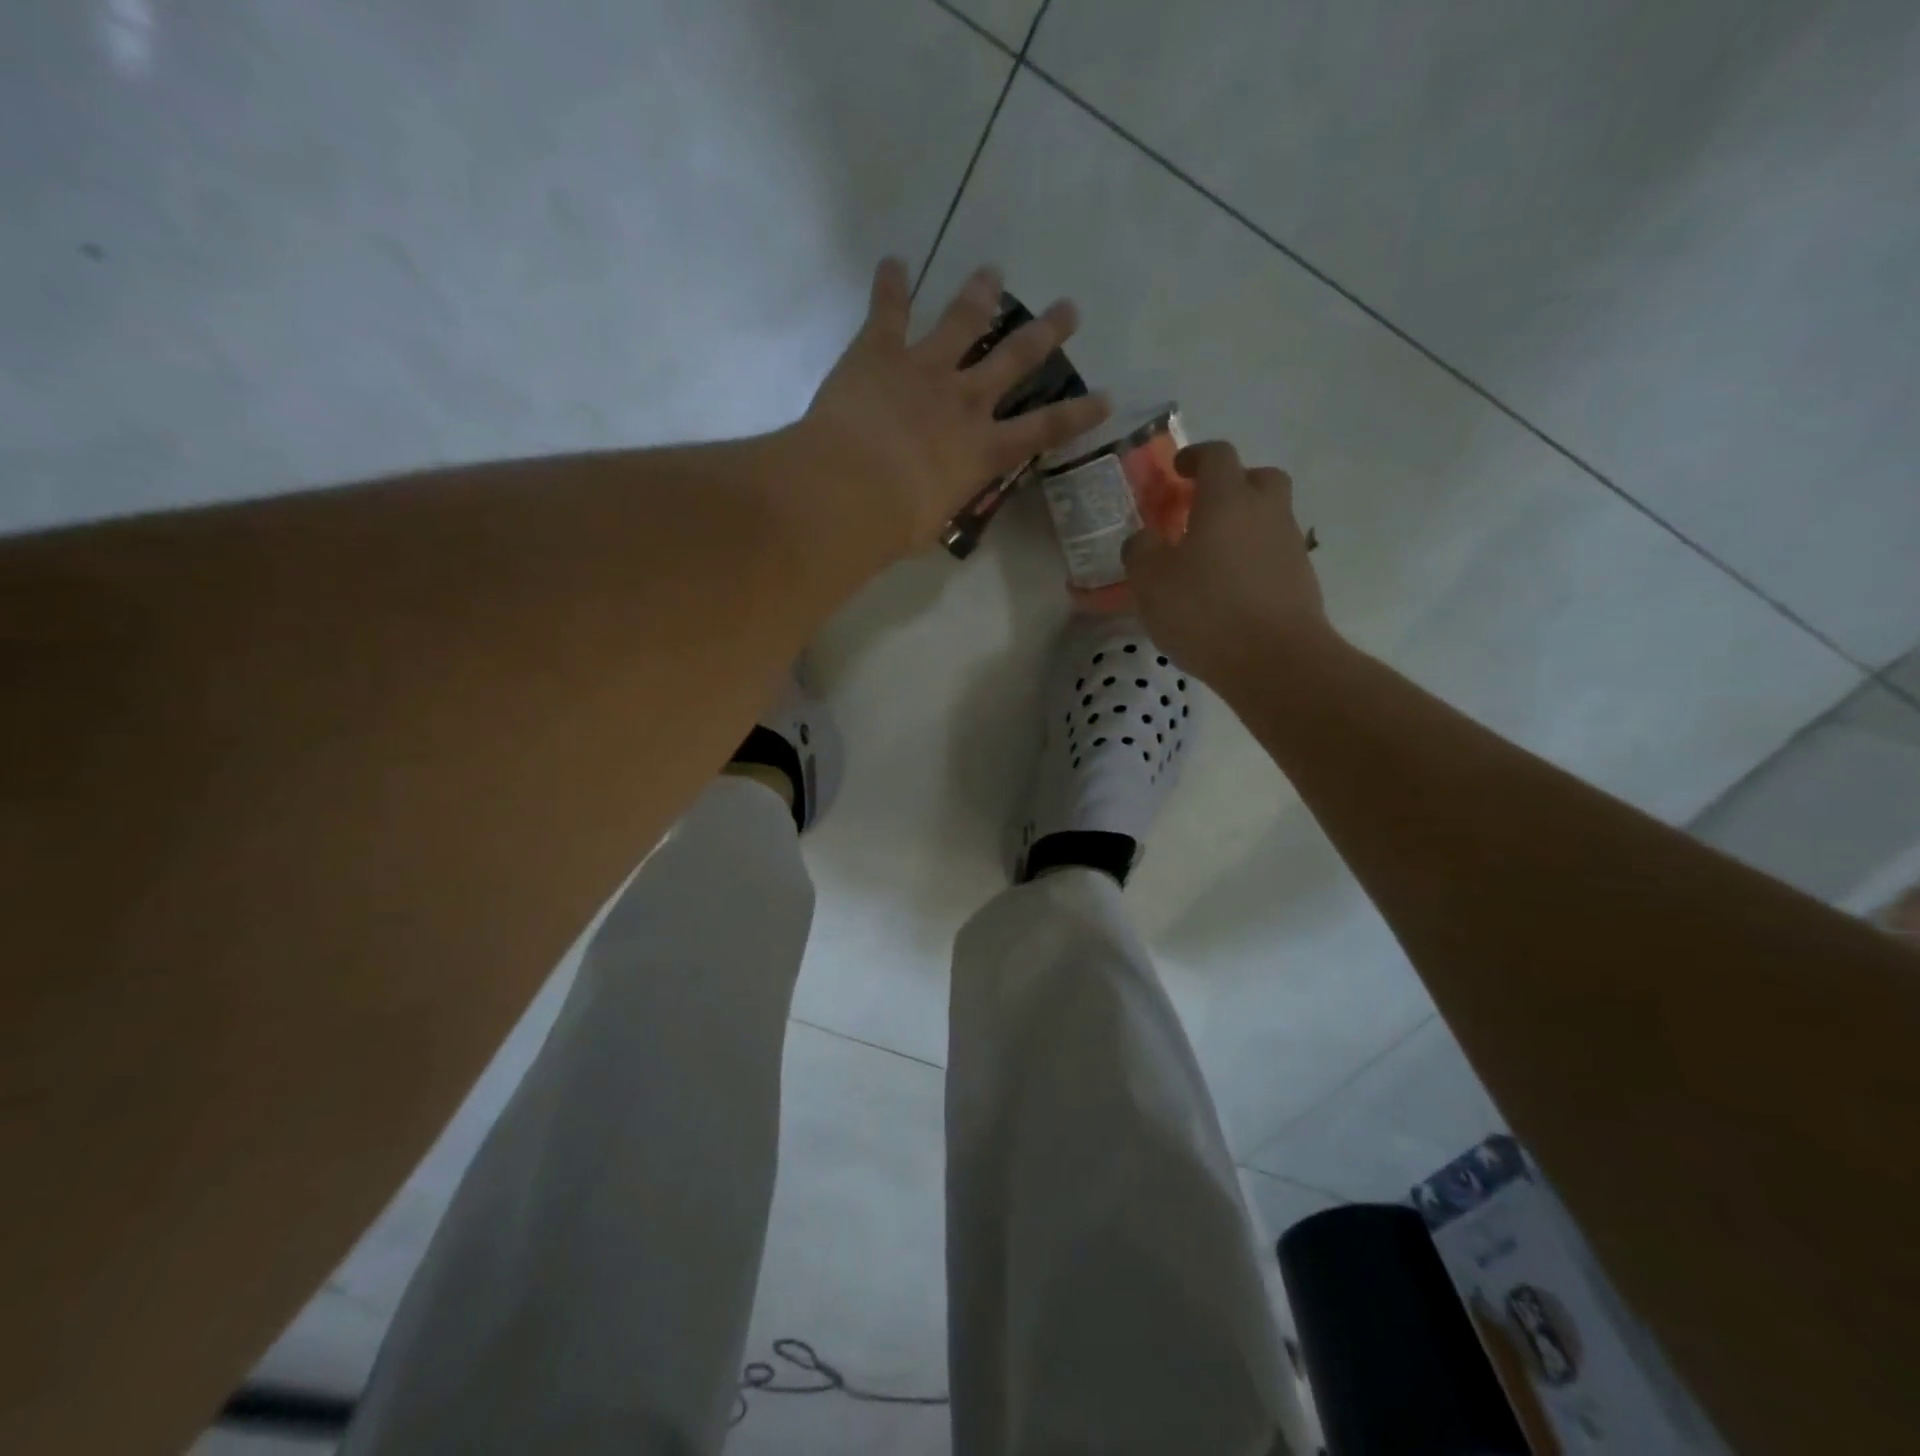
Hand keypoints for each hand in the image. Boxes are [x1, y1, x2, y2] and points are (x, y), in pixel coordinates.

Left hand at [797, 258, 1110, 562]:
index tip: (1106, 397)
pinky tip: (893, 261)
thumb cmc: (895, 523)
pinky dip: (890, 285)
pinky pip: (889, 310)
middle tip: (1068, 309)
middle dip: (1045, 333)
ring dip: (979, 294)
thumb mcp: (933, 521)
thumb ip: (941, 498)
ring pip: (962, 321)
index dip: (1078, 414)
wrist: (851, 490)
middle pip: (1015, 360)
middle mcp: (964, 401)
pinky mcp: (880, 352)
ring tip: (992, 273)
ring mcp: (925, 369)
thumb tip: (932, 497)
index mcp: (983, 450)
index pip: (1044, 430)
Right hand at [1124, 440, 1331, 685]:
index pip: (1216, 455)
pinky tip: (1230, 591)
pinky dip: (1253, 561)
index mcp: (1227, 500)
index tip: (1178, 470)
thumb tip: (1144, 540)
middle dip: (1231, 485)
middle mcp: (1266, 512)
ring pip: (1268, 518)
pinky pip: (1273, 555)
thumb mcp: (1150, 581)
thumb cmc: (1205, 611)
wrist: (1275, 661)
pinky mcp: (1301, 580)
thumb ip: (1140, 551)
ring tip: (1210, 559)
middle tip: (1202, 510)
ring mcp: (1290, 545)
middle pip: (1257, 478)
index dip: (1195, 457)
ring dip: (1242, 526)